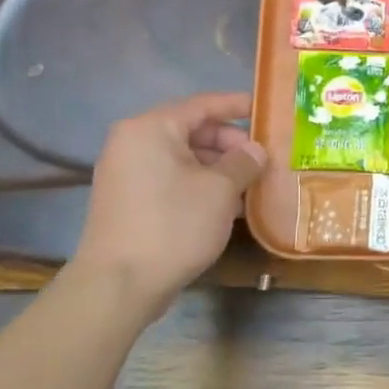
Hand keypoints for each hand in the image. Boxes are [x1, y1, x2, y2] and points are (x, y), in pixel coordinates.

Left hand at [70, 92, 266, 321]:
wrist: (121, 283)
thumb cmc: (174, 224)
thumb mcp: (220, 190)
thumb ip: (243, 162)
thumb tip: (256, 150)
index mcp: (151, 129)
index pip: (202, 105)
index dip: (237, 106)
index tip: (268, 110)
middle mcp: (133, 143)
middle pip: (192, 131)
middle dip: (231, 144)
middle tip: (265, 159)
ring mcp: (128, 174)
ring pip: (184, 159)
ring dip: (220, 168)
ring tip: (254, 184)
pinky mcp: (129, 201)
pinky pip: (172, 180)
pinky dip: (200, 185)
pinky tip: (229, 205)